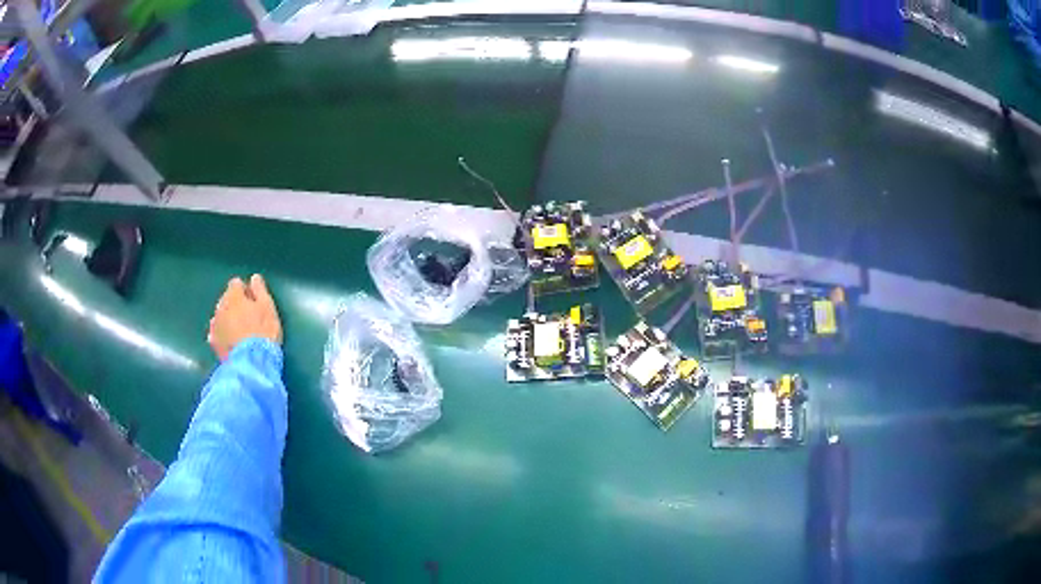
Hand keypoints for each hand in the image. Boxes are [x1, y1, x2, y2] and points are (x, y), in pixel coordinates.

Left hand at [208, 274, 282, 361]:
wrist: (251, 363)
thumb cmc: (263, 332)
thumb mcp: (268, 307)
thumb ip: (260, 290)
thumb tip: (254, 278)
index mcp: (233, 296)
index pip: (236, 283)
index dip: (245, 290)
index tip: (254, 301)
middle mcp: (220, 307)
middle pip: (226, 299)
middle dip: (235, 305)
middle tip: (249, 317)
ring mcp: (214, 325)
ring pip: (220, 316)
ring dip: (228, 319)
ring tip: (240, 331)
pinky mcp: (213, 343)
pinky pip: (217, 333)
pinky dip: (222, 334)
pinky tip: (231, 342)